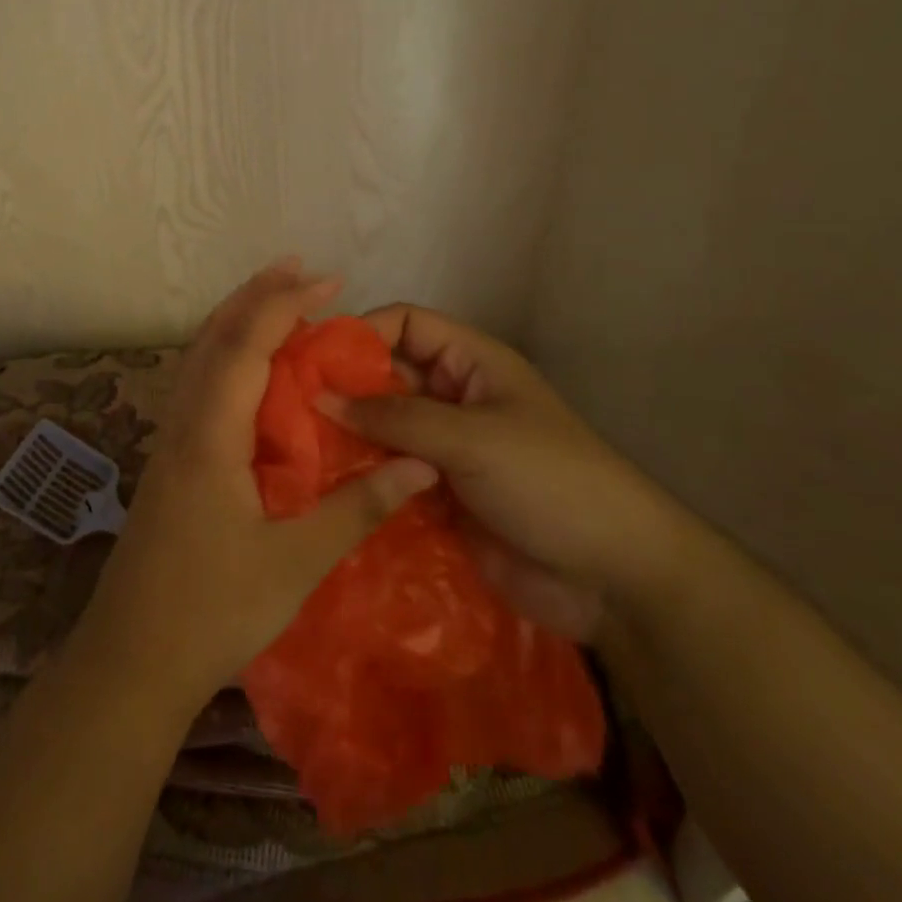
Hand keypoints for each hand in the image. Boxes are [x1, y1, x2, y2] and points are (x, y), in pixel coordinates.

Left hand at [71, 263, 438, 707]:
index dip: (285, 306)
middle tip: (299, 268)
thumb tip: (419, 466)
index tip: (328, 281)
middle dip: (256, 296)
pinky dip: (225, 355)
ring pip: (199, 357)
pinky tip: (248, 371)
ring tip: (275, 300)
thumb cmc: (213, 611)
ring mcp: (170, 440)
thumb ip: (357, 509)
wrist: (131, 660)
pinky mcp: (169, 461)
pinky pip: (197, 384)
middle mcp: (183, 423)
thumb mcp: (294, 563)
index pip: (246, 347)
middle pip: (214, 337)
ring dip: (236, 320)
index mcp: (210, 435)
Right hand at [322, 304, 684, 641]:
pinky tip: (322, 490)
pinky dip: (362, 478)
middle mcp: (453, 397)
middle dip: (344, 387)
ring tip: (295, 449)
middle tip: (287, 407)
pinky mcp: (439, 495)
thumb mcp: (472, 438)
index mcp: (470, 363)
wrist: (614, 577)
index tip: (313, 358)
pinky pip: (390, 474)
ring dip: (347, 436)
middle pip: (387, 376)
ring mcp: (445, 448)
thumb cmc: (549, 482)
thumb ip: (395, 417)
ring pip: (383, 428)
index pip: (406, 323)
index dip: (362, 332)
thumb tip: (320, 395)